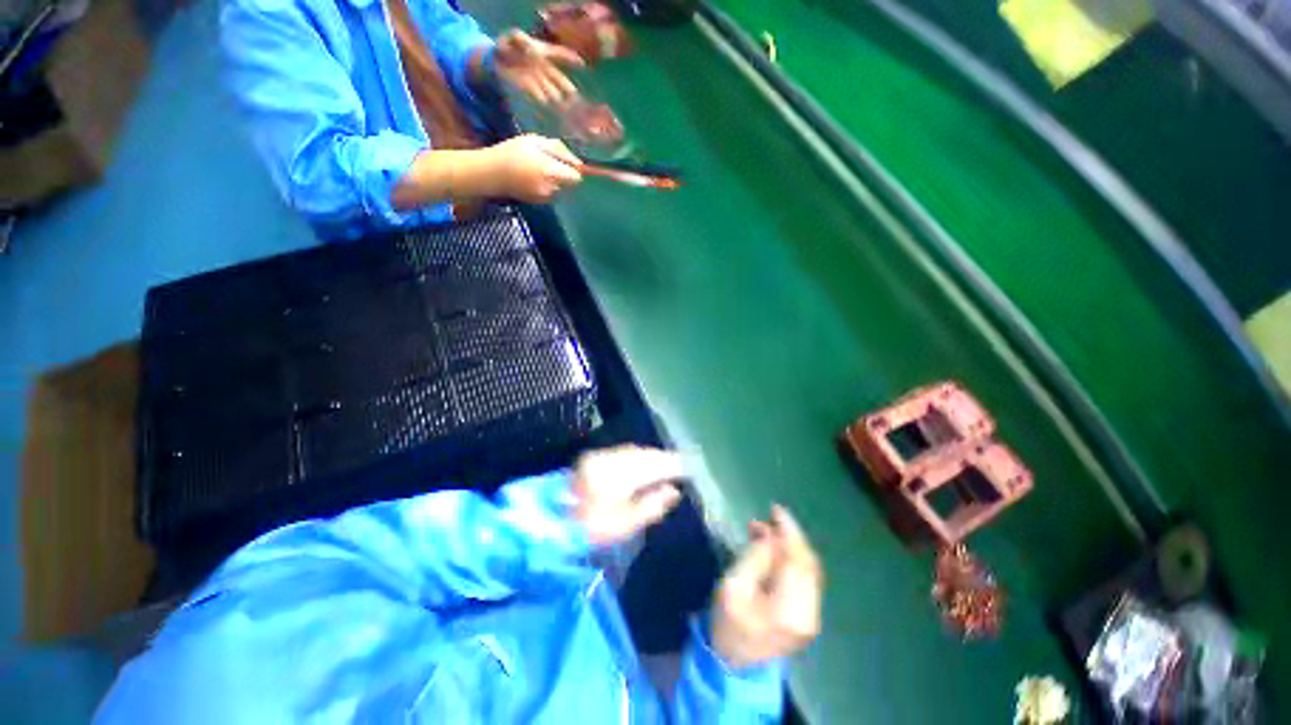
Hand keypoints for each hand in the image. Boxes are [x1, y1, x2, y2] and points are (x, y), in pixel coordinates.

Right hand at [486, 134, 581, 202]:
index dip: (573, 169)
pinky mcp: (541, 203)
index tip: (564, 162)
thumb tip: (578, 162)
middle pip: (570, 184)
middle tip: (548, 163)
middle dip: (564, 174)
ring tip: (538, 170)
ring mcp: (546, 198)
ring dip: (555, 180)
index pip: (576, 177)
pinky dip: (547, 186)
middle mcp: (551, 188)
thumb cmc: (513, 152)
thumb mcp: (535, 141)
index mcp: (551, 172)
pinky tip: (533, 179)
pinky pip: (552, 194)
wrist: (492, 173)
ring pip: (561, 189)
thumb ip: (559, 150)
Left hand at [493, 30, 584, 104]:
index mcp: (541, 52)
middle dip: (565, 85)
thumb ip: (521, 39)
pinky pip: (536, 92)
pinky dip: (540, 96)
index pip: (558, 54)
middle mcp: (542, 67)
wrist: (497, 59)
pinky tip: (543, 101)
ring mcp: (537, 78)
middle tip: (574, 94)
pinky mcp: (529, 86)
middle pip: (557, 77)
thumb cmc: (507, 44)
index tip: (582, 64)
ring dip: (554, 94)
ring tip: (560, 101)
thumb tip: (531, 48)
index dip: (570, 58)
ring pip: (549, 87)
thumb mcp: (513, 36)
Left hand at [573, 446, 684, 546]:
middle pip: (645, 454)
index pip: (653, 465)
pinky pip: (625, 451)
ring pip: (635, 451)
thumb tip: (674, 490)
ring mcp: (601, 456)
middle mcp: (610, 459)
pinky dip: (639, 456)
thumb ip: (651, 506)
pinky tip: (646, 463)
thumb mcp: (624, 525)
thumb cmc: (591, 530)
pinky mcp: (594, 457)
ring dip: (652, 456)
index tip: (691, 467)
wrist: (553, 523)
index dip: (674, 465)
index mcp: (617, 476)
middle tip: (682, 466)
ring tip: (668, 465)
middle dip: (664, 458)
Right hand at [712, 505, 822, 668]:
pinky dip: (790, 560)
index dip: (788, 530)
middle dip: (788, 536)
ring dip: (789, 546)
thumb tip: (770, 535)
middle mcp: (809, 612)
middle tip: (765, 519)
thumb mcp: (733, 586)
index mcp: (790, 608)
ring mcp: (811, 616)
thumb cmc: (728, 623)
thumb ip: (755, 557)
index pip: (797, 559)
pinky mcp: (806, 616)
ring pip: (808, 569)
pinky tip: (773, 550)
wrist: (733, 664)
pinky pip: (804, 578)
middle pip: (807, 563)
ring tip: (763, 531)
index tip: (775, 508)